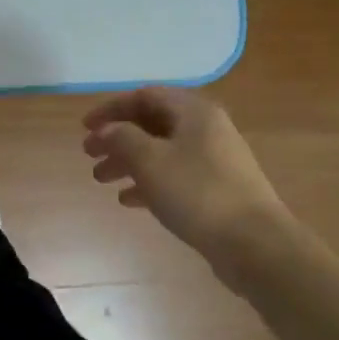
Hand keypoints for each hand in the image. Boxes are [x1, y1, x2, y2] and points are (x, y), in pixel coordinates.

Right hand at [82, 87, 288, 267]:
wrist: (254, 243)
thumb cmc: (197, 192)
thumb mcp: (150, 160)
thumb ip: (122, 138)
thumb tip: (107, 129)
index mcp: (194, 111)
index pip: (145, 96)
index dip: (112, 109)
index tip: (85, 128)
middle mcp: (206, 129)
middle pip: (152, 124)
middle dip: (118, 138)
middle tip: (89, 155)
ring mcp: (214, 160)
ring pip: (161, 151)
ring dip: (128, 161)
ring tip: (101, 179)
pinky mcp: (216, 189)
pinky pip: (174, 176)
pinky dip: (148, 182)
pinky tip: (128, 200)